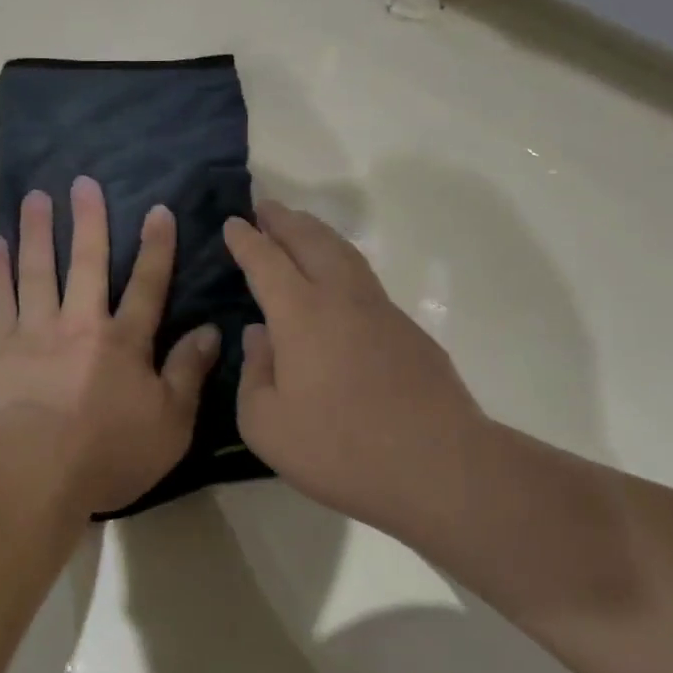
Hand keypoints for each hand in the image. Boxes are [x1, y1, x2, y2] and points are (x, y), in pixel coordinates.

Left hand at [0, 177, 220, 516]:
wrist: (33, 473)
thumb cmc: (108, 454)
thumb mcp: (171, 424)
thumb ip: (189, 373)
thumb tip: (211, 331)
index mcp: (124, 341)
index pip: (147, 285)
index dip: (156, 247)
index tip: (158, 210)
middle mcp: (81, 323)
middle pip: (87, 263)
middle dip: (88, 220)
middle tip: (83, 182)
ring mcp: (36, 331)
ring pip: (38, 270)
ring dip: (38, 231)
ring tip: (36, 196)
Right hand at [223, 201, 487, 534]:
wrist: (439, 466)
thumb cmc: (341, 448)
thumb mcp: (266, 425)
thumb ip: (254, 374)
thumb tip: (260, 336)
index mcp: (300, 313)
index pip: (266, 261)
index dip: (246, 240)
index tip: (233, 222)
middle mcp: (340, 297)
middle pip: (310, 241)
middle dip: (284, 220)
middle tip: (266, 207)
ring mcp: (380, 310)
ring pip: (344, 253)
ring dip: (317, 233)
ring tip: (301, 228)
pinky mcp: (409, 330)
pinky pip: (364, 280)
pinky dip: (342, 263)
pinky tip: (339, 283)